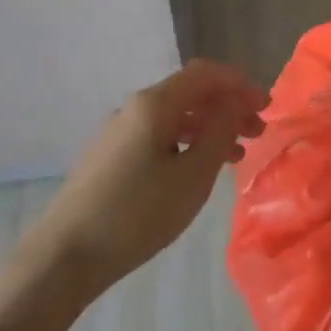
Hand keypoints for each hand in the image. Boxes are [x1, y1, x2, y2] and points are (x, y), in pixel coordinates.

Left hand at [0, 60, 266, 330]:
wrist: (63, 256)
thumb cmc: (136, 214)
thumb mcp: (192, 176)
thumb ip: (219, 132)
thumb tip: (234, 103)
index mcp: (155, 104)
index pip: (206, 74)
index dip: (240, 84)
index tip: (266, 106)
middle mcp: (134, 108)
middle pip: (190, 93)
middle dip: (228, 106)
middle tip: (258, 131)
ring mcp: (118, 132)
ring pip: (175, 116)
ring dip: (209, 126)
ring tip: (236, 154)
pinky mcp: (109, 156)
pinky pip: (158, 134)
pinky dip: (187, 142)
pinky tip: (198, 168)